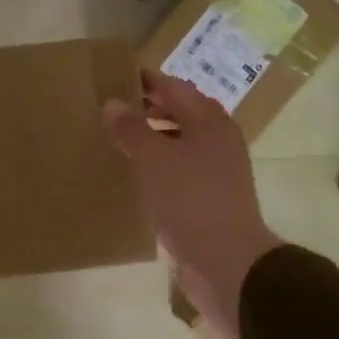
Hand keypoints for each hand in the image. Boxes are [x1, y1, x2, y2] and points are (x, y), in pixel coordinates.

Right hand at [104, 70, 281, 338]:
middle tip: (112, 109)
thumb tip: (113, 103)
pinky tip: (138, 176)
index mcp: (210, 122)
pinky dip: (160, 166)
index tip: (116, 77)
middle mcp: (218, 140)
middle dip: (149, 109)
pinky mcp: (210, 198)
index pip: (175, 88)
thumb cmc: (190, 200)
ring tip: (120, 141)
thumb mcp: (154, 160)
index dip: (147, 81)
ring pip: (181, 143)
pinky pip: (181, 170)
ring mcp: (218, 171)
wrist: (226, 261)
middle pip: (181, 113)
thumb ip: (132, 129)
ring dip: (154, 138)